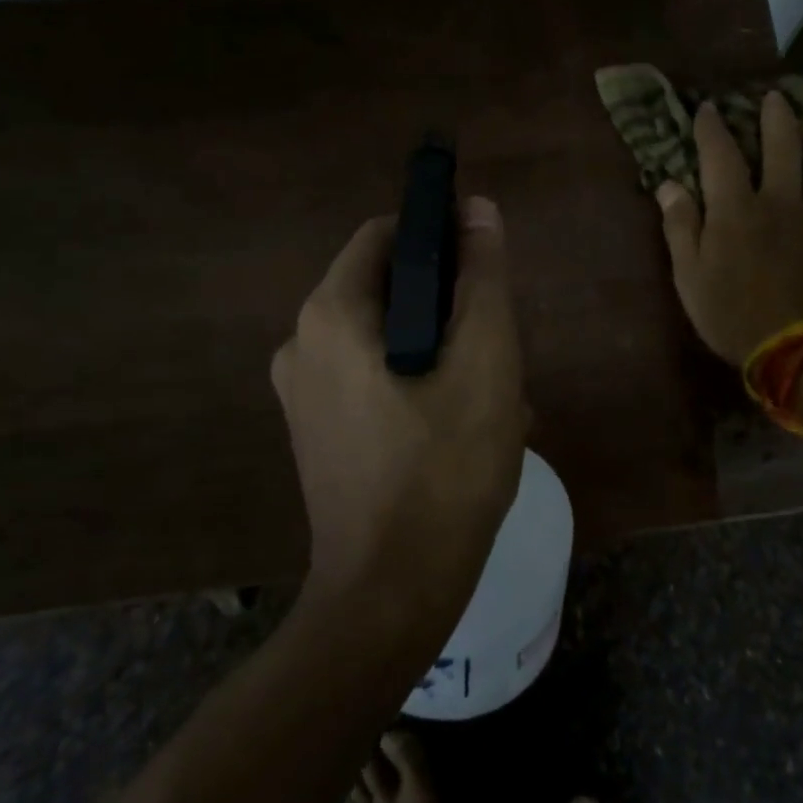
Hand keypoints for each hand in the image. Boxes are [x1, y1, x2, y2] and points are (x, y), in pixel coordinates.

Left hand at [271, 197, 527, 605]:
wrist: (391, 594)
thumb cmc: (445, 468)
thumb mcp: (484, 360)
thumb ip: (483, 277)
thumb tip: (478, 208)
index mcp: (331, 314)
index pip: (386, 235)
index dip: (441, 236)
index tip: (487, 270)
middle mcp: (302, 343)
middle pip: (389, 289)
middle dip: (451, 308)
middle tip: (500, 349)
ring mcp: (304, 394)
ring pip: (389, 338)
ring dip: (445, 352)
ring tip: (494, 398)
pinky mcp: (317, 433)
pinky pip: (374, 380)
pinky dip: (420, 384)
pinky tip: (464, 428)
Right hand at [657, 92, 802, 362]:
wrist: (799, 349)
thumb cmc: (731, 313)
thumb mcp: (689, 275)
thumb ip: (680, 226)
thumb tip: (670, 185)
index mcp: (737, 207)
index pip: (721, 153)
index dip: (711, 127)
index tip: (706, 109)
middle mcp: (780, 202)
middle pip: (785, 146)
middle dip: (777, 116)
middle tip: (774, 98)